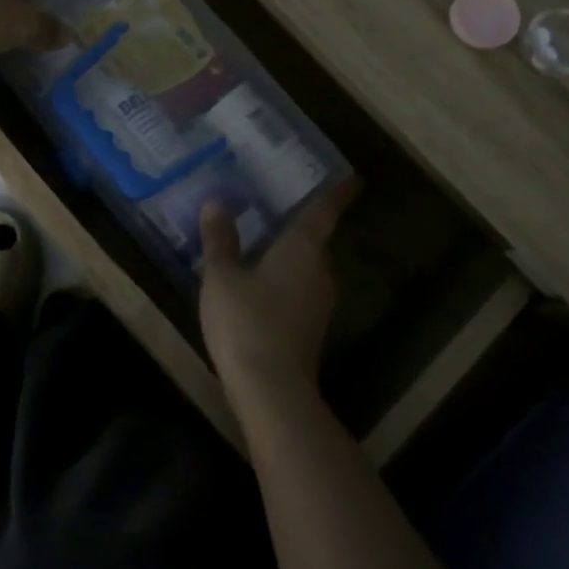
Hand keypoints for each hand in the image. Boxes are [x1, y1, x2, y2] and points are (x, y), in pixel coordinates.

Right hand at [199, 179, 357, 408]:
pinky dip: (285, 276)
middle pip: (316, 238)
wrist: (272, 390)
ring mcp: (319, 300)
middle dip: (302, 222)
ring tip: (263, 237)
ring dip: (291, 252)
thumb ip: (220, 238)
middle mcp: (320, 269)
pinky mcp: (311, 326)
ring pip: (308, 264)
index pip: (325, 210)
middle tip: (279, 202)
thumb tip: (216, 202)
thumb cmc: (247, 321)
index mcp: (303, 247)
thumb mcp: (222, 276)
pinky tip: (260, 280)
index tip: (352, 178)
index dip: (338, 192)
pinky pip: (300, 287)